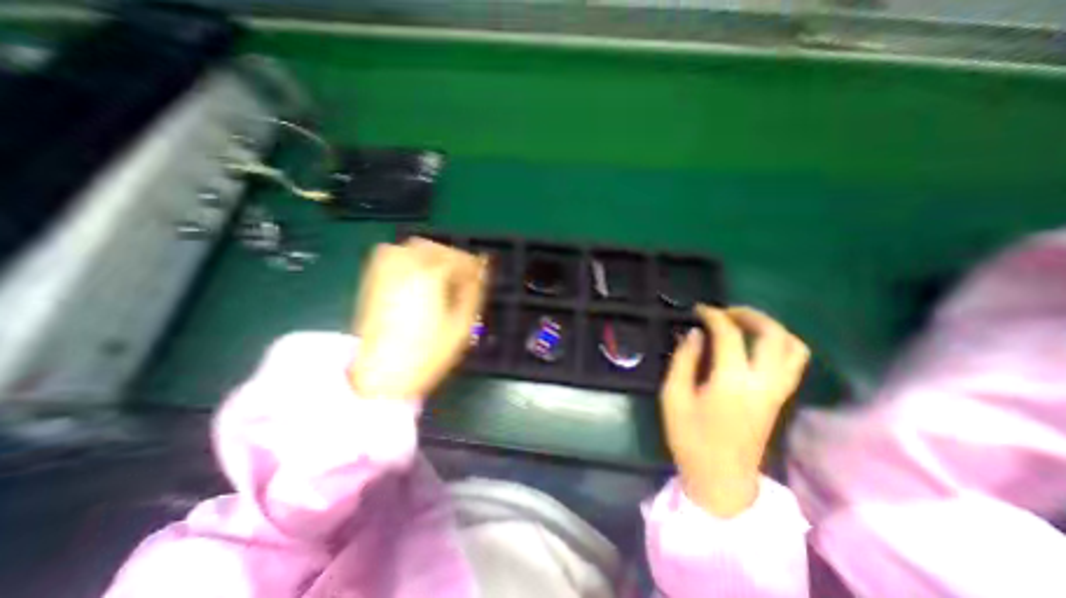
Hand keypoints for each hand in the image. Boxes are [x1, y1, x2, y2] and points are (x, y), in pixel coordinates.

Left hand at [352, 239, 485, 401]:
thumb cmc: (428, 352)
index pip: (457, 258)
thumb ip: (473, 293)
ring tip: (441, 276)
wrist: (380, 374)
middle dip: (452, 257)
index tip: (480, 275)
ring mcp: (384, 271)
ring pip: (411, 247)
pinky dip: (411, 259)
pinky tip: (418, 278)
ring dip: (431, 255)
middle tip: (462, 277)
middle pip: (433, 247)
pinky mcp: (372, 280)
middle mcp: (404, 265)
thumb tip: (481, 272)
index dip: (472, 266)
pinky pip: (394, 255)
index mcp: (429, 276)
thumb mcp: (461, 324)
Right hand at [664, 305, 812, 515]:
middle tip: (723, 311)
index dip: (713, 316)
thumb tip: (693, 333)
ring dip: (769, 327)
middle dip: (749, 314)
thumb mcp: (673, 396)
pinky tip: (754, 345)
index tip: (698, 309)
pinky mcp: (781, 399)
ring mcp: (778, 391)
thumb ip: (683, 361)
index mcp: (732, 382)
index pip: (730, 335)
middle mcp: (764, 382)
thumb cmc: (690, 438)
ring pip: (793, 346)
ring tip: (742, 323)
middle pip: (773, 334)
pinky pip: (793, 361)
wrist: (721, 480)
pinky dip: (779, 343)